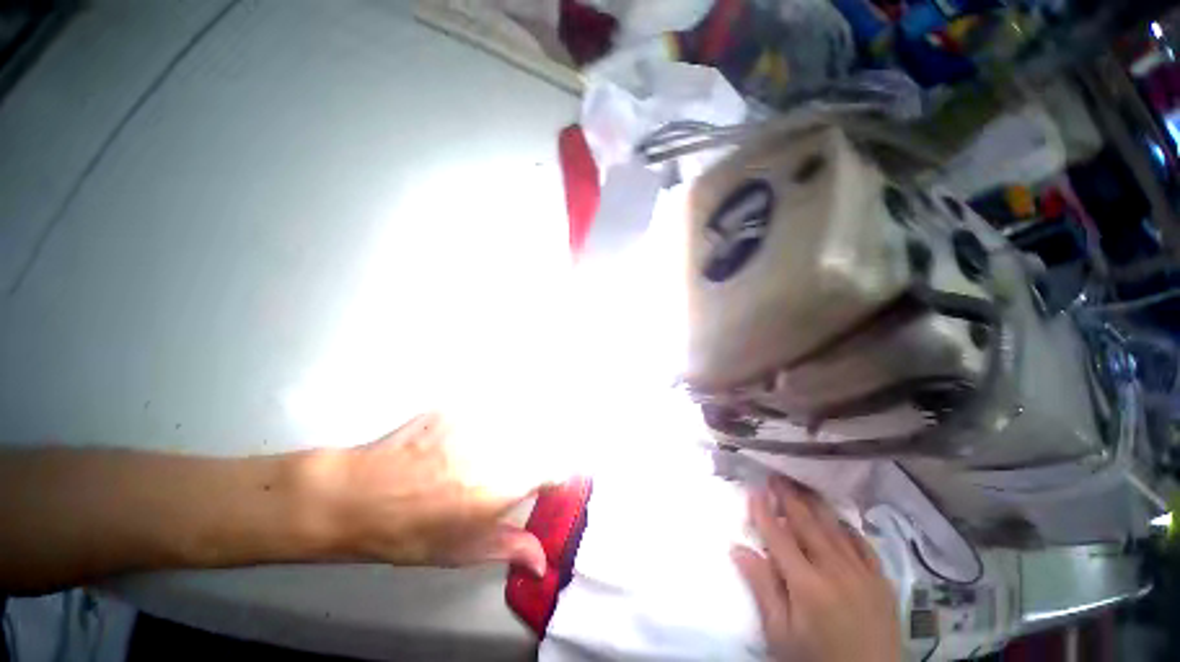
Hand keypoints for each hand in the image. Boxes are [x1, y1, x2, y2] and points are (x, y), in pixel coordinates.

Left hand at [313, 413, 546, 574]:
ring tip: (474, 458)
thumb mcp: (463, 549)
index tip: (542, 486)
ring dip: (508, 439)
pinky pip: (487, 413)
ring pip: (514, 425)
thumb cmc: (411, 532)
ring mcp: (476, 422)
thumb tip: (543, 562)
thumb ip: (511, 548)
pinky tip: (457, 442)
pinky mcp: (458, 407)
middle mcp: (498, 448)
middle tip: (501, 475)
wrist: (357, 495)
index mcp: (504, 485)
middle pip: (537, 443)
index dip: (551, 478)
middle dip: (529, 458)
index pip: (554, 469)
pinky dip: (483, 426)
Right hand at [732, 476, 901, 661]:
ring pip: (834, 527)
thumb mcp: (781, 634)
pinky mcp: (882, 581)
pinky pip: (862, 544)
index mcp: (806, 584)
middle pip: (807, 523)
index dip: (764, 511)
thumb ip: (762, 589)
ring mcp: (862, 573)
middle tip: (775, 476)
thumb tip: (738, 548)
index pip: (778, 536)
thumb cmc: (817, 660)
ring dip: (815, 504)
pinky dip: (846, 527)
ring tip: (800, 486)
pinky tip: (837, 519)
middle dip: (788, 497)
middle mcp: (835, 570)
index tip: (753, 491)